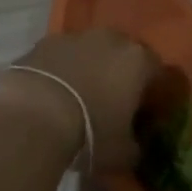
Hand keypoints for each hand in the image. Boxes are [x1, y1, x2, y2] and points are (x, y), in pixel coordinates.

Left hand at [0, 30, 159, 171]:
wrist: (33, 114)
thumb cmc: (90, 133)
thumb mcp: (123, 154)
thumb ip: (136, 146)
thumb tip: (135, 146)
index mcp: (137, 60)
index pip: (158, 71)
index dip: (154, 92)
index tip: (146, 113)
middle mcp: (110, 39)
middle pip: (124, 53)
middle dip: (121, 74)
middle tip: (113, 102)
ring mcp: (75, 36)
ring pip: (91, 50)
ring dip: (90, 68)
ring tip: (79, 98)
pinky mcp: (44, 41)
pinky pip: (62, 55)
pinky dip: (62, 69)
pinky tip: (53, 94)